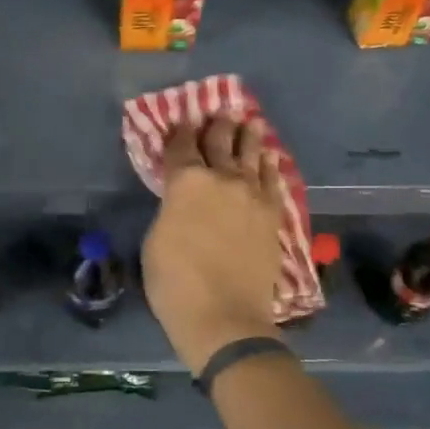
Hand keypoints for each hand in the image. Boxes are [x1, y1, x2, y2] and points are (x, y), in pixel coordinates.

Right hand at [142, 115, 285, 374]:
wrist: (224, 316)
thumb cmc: (175, 282)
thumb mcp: (156, 239)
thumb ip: (171, 208)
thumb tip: (182, 198)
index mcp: (186, 182)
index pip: (182, 145)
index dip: (181, 131)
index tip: (184, 120)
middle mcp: (222, 178)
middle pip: (220, 142)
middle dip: (218, 125)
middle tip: (220, 112)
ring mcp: (252, 194)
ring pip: (251, 155)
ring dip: (249, 136)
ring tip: (251, 121)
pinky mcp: (273, 214)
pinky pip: (273, 180)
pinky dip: (270, 166)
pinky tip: (270, 157)